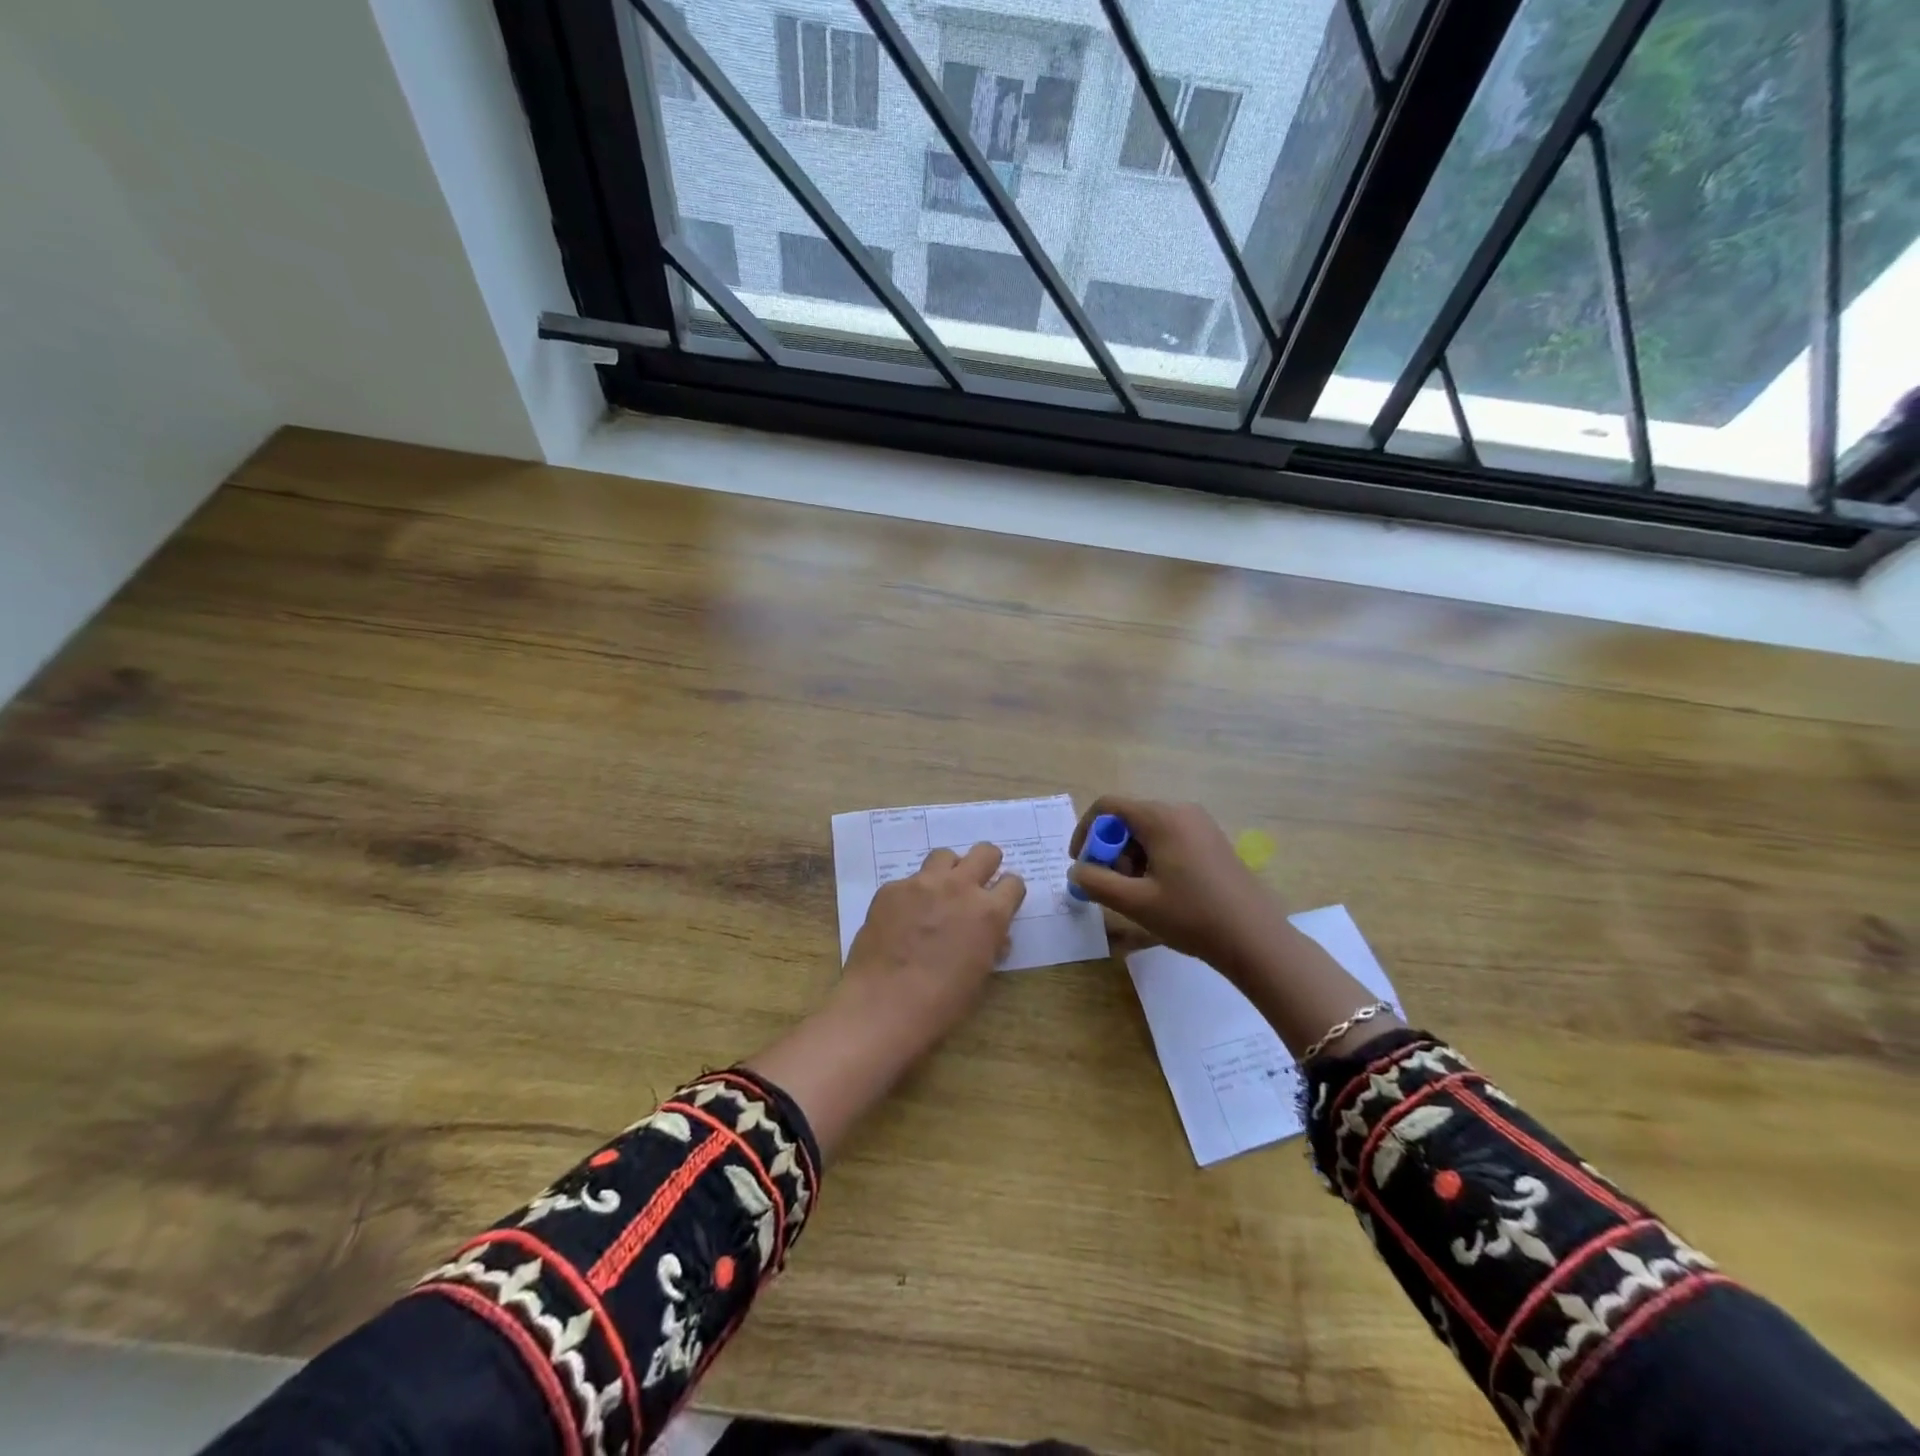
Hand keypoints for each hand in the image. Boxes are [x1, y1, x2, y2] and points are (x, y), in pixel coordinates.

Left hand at [747, 844, 1025, 1159]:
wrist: (885, 1004)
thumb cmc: (941, 1002)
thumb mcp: (980, 975)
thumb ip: (990, 944)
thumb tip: (993, 935)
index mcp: (989, 912)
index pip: (1013, 883)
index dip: (1008, 893)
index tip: (1001, 903)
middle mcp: (960, 887)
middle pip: (985, 852)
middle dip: (986, 865)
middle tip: (976, 885)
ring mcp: (922, 883)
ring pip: (945, 856)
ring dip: (948, 871)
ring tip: (939, 894)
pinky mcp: (891, 888)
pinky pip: (909, 880)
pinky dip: (913, 893)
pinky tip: (903, 918)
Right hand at [1068, 797, 1283, 982]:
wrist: (1256, 939)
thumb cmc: (1192, 917)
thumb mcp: (1135, 902)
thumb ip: (1096, 882)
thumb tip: (1077, 870)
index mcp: (1161, 818)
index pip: (1108, 806)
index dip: (1086, 831)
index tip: (1082, 864)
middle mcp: (1181, 811)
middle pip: (1128, 819)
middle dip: (1111, 850)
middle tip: (1113, 886)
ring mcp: (1201, 825)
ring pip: (1148, 831)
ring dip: (1131, 857)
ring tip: (1138, 894)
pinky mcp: (1212, 841)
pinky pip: (1169, 839)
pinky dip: (1153, 859)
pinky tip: (1161, 892)